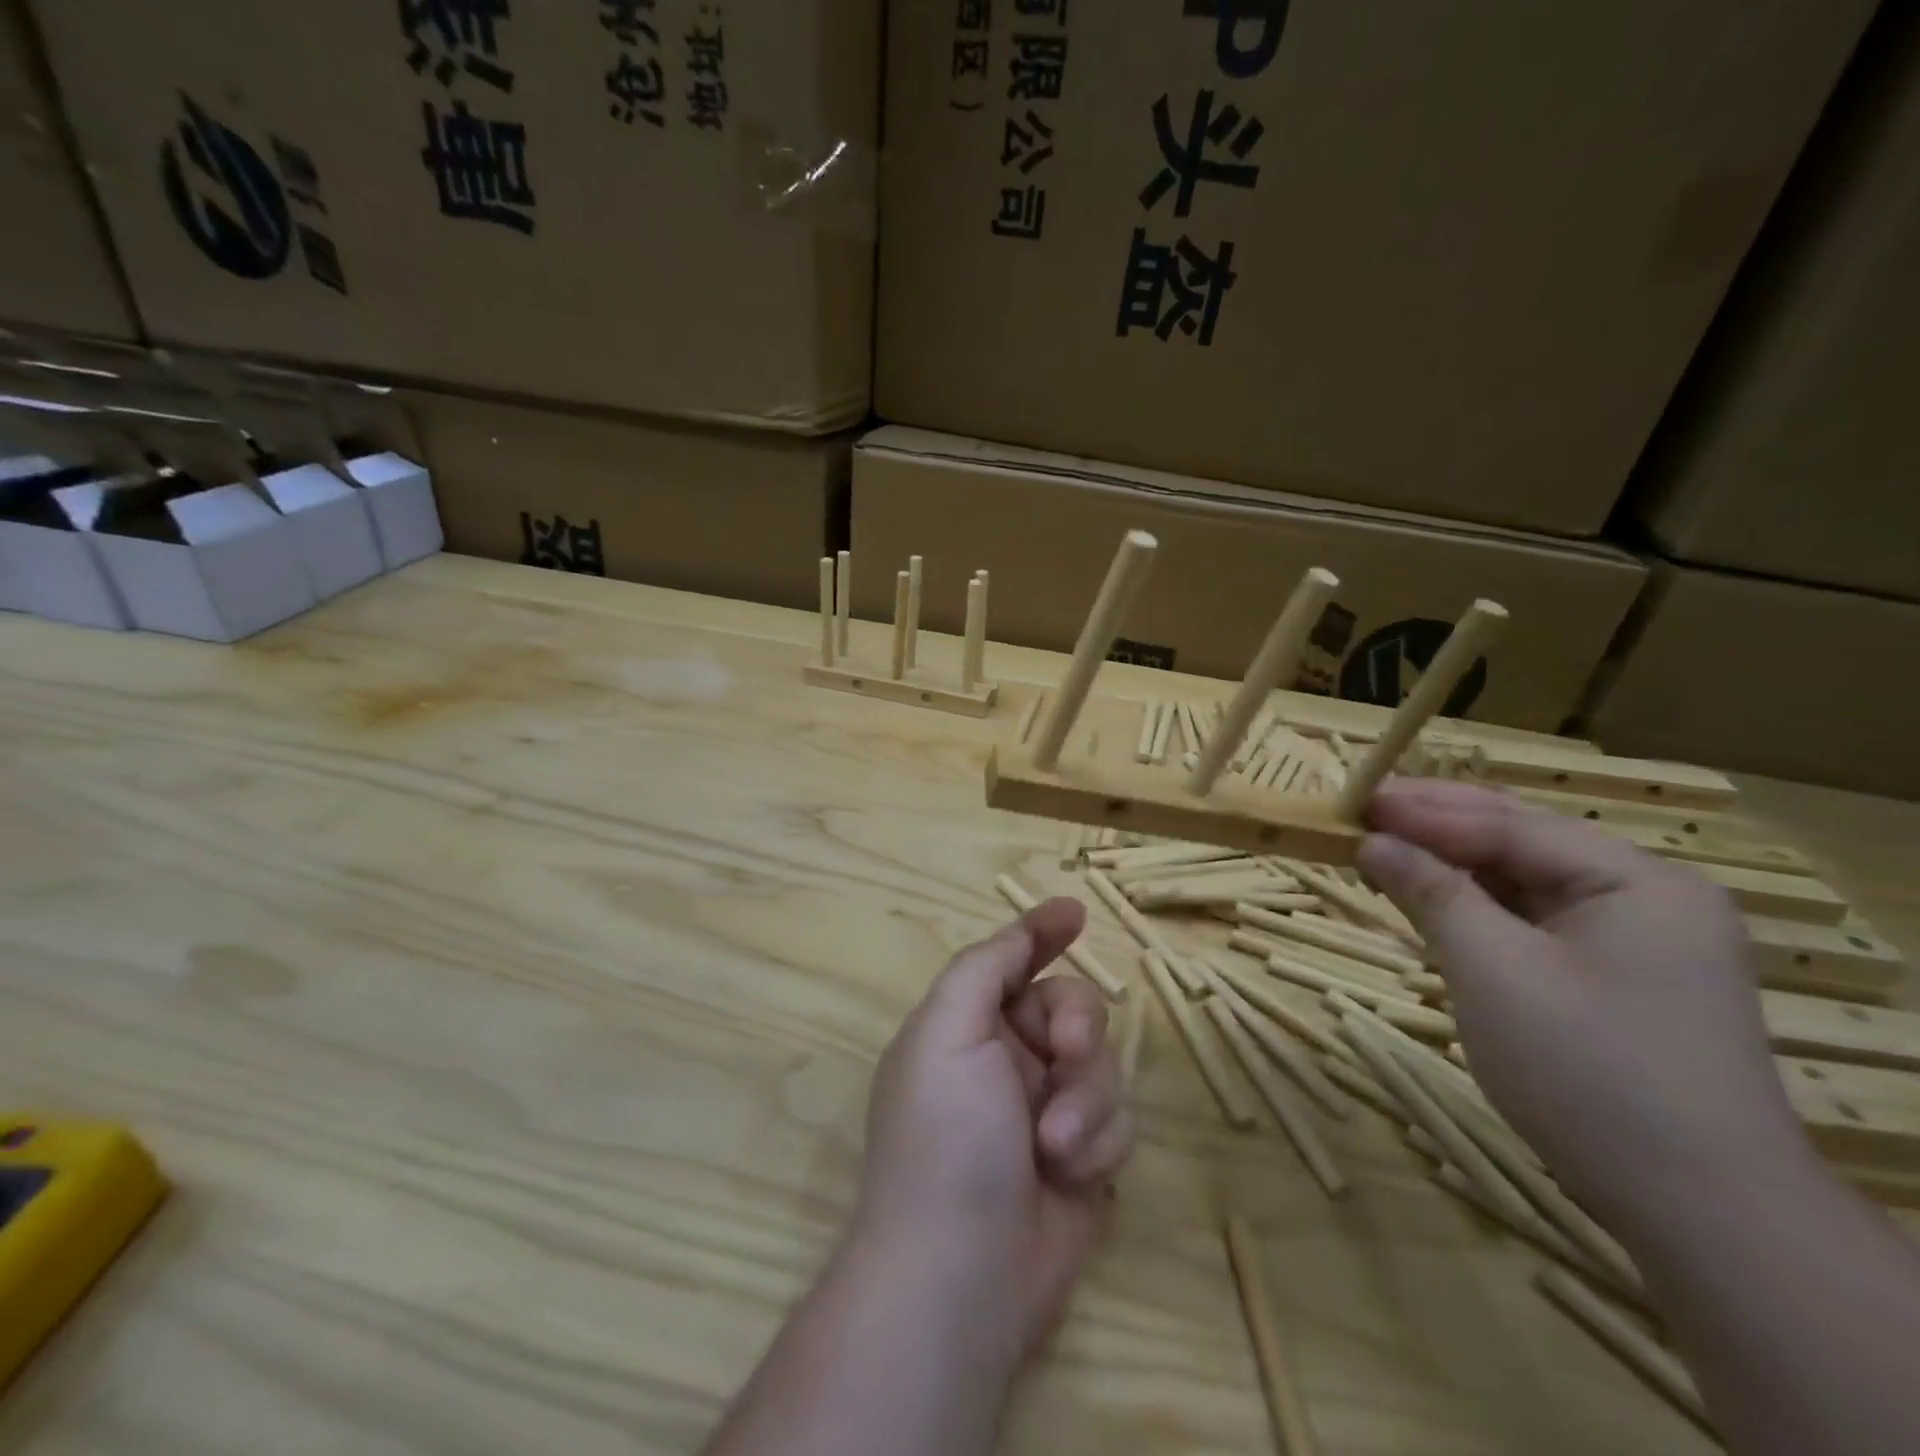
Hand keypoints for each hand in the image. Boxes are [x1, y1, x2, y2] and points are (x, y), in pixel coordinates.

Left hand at [856, 898, 1134, 1356]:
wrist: (962, 1276)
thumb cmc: (945, 1137)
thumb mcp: (947, 1030)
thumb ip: (984, 967)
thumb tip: (1024, 928)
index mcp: (966, 1026)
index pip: (1010, 961)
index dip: (1041, 933)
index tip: (1077, 913)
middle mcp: (1006, 1060)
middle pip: (1070, 1006)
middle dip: (1077, 1025)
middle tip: (1067, 1051)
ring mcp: (1045, 1109)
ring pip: (1101, 1065)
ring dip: (1086, 1100)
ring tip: (1053, 1146)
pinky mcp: (1081, 1158)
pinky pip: (1117, 1120)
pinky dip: (1098, 1143)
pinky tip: (1070, 1178)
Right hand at [1356, 780, 1813, 1237]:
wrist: (1701, 1214)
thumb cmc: (1589, 1073)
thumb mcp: (1493, 971)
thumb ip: (1431, 893)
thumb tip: (1372, 842)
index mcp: (1638, 881)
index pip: (1512, 825)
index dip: (1426, 811)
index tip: (1355, 800)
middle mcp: (1645, 896)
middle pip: (1522, 842)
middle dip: (1438, 826)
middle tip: (1362, 812)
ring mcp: (1637, 939)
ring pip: (1524, 880)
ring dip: (1452, 865)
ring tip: (1382, 848)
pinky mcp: (1617, 977)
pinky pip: (1533, 919)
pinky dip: (1476, 906)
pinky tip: (1431, 897)